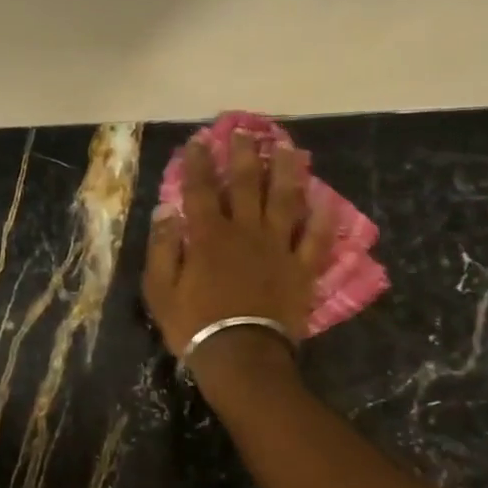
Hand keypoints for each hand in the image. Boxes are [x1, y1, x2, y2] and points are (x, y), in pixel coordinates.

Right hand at [143, 134, 328, 359]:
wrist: (241, 357)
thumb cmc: (194, 324)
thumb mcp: (160, 290)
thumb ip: (163, 248)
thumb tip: (166, 210)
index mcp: (209, 236)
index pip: (201, 190)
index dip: (198, 162)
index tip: (199, 140)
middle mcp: (246, 232)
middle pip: (246, 185)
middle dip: (244, 154)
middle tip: (244, 130)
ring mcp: (278, 249)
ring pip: (285, 201)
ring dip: (287, 171)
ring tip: (289, 148)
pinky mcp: (302, 270)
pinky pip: (317, 239)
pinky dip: (323, 218)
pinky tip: (328, 198)